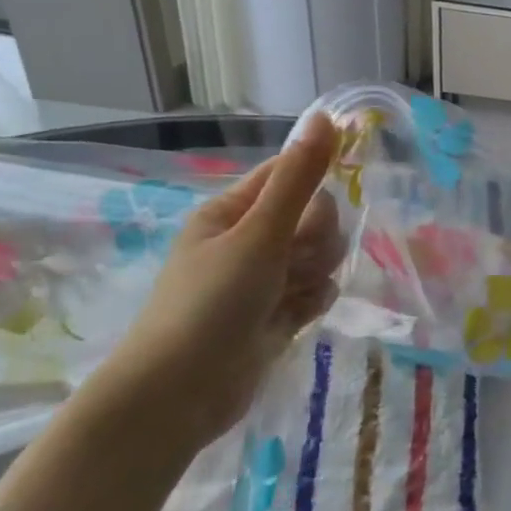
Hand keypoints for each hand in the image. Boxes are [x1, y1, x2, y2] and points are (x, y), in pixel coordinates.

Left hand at [104, 115, 346, 451]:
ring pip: (323, 256)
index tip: (329, 200)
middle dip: (318, 239)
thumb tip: (324, 117)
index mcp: (233, 211)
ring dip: (318, 272)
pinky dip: (314, 302)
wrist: (181, 392)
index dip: (316, 183)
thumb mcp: (260, 233)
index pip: (291, 175)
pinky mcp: (279, 312)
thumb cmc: (212, 302)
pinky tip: (296, 318)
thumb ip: (299, 178)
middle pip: (316, 217)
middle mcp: (250, 239)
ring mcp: (266, 278)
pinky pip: (318, 291)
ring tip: (291, 295)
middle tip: (293, 260)